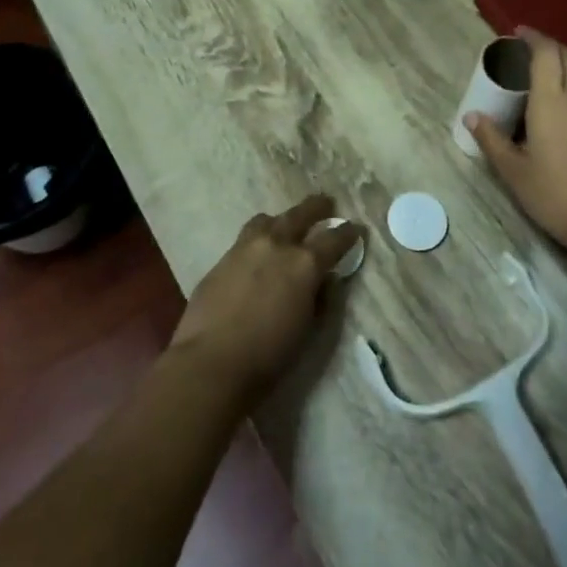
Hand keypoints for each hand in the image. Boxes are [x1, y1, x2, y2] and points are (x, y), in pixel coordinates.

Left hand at [168, 195, 359, 407]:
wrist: (211, 362)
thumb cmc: (269, 355)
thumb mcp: (307, 329)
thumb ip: (319, 298)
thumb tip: (324, 280)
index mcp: (304, 264)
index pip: (333, 239)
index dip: (348, 233)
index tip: (355, 228)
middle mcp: (277, 245)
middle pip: (299, 215)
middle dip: (316, 208)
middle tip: (326, 203)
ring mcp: (245, 248)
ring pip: (267, 220)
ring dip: (282, 220)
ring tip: (285, 226)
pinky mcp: (222, 259)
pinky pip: (245, 238)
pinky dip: (258, 239)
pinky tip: (257, 253)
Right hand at [467, 29, 566, 257]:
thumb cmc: (555, 194)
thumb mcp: (514, 172)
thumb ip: (492, 140)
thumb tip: (471, 117)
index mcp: (551, 101)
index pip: (545, 53)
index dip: (533, 38)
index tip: (518, 33)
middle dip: (549, 46)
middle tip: (529, 50)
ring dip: (564, 66)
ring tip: (544, 78)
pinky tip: (564, 111)